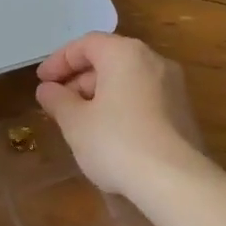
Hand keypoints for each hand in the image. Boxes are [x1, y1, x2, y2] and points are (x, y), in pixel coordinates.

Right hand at [35, 33, 203, 199]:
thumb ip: (58, 100)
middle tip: (58, 104)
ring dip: (100, 94)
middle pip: (109, 59)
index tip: (41, 82)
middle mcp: (153, 60)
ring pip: (128, 79)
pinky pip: (145, 97)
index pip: (86, 44)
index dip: (59, 61)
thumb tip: (47, 89)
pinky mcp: (183, 111)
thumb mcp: (76, 123)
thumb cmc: (116, 142)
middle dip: (79, 79)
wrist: (175, 180)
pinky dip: (122, 106)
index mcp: (125, 53)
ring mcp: (173, 85)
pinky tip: (110, 134)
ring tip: (81, 122)